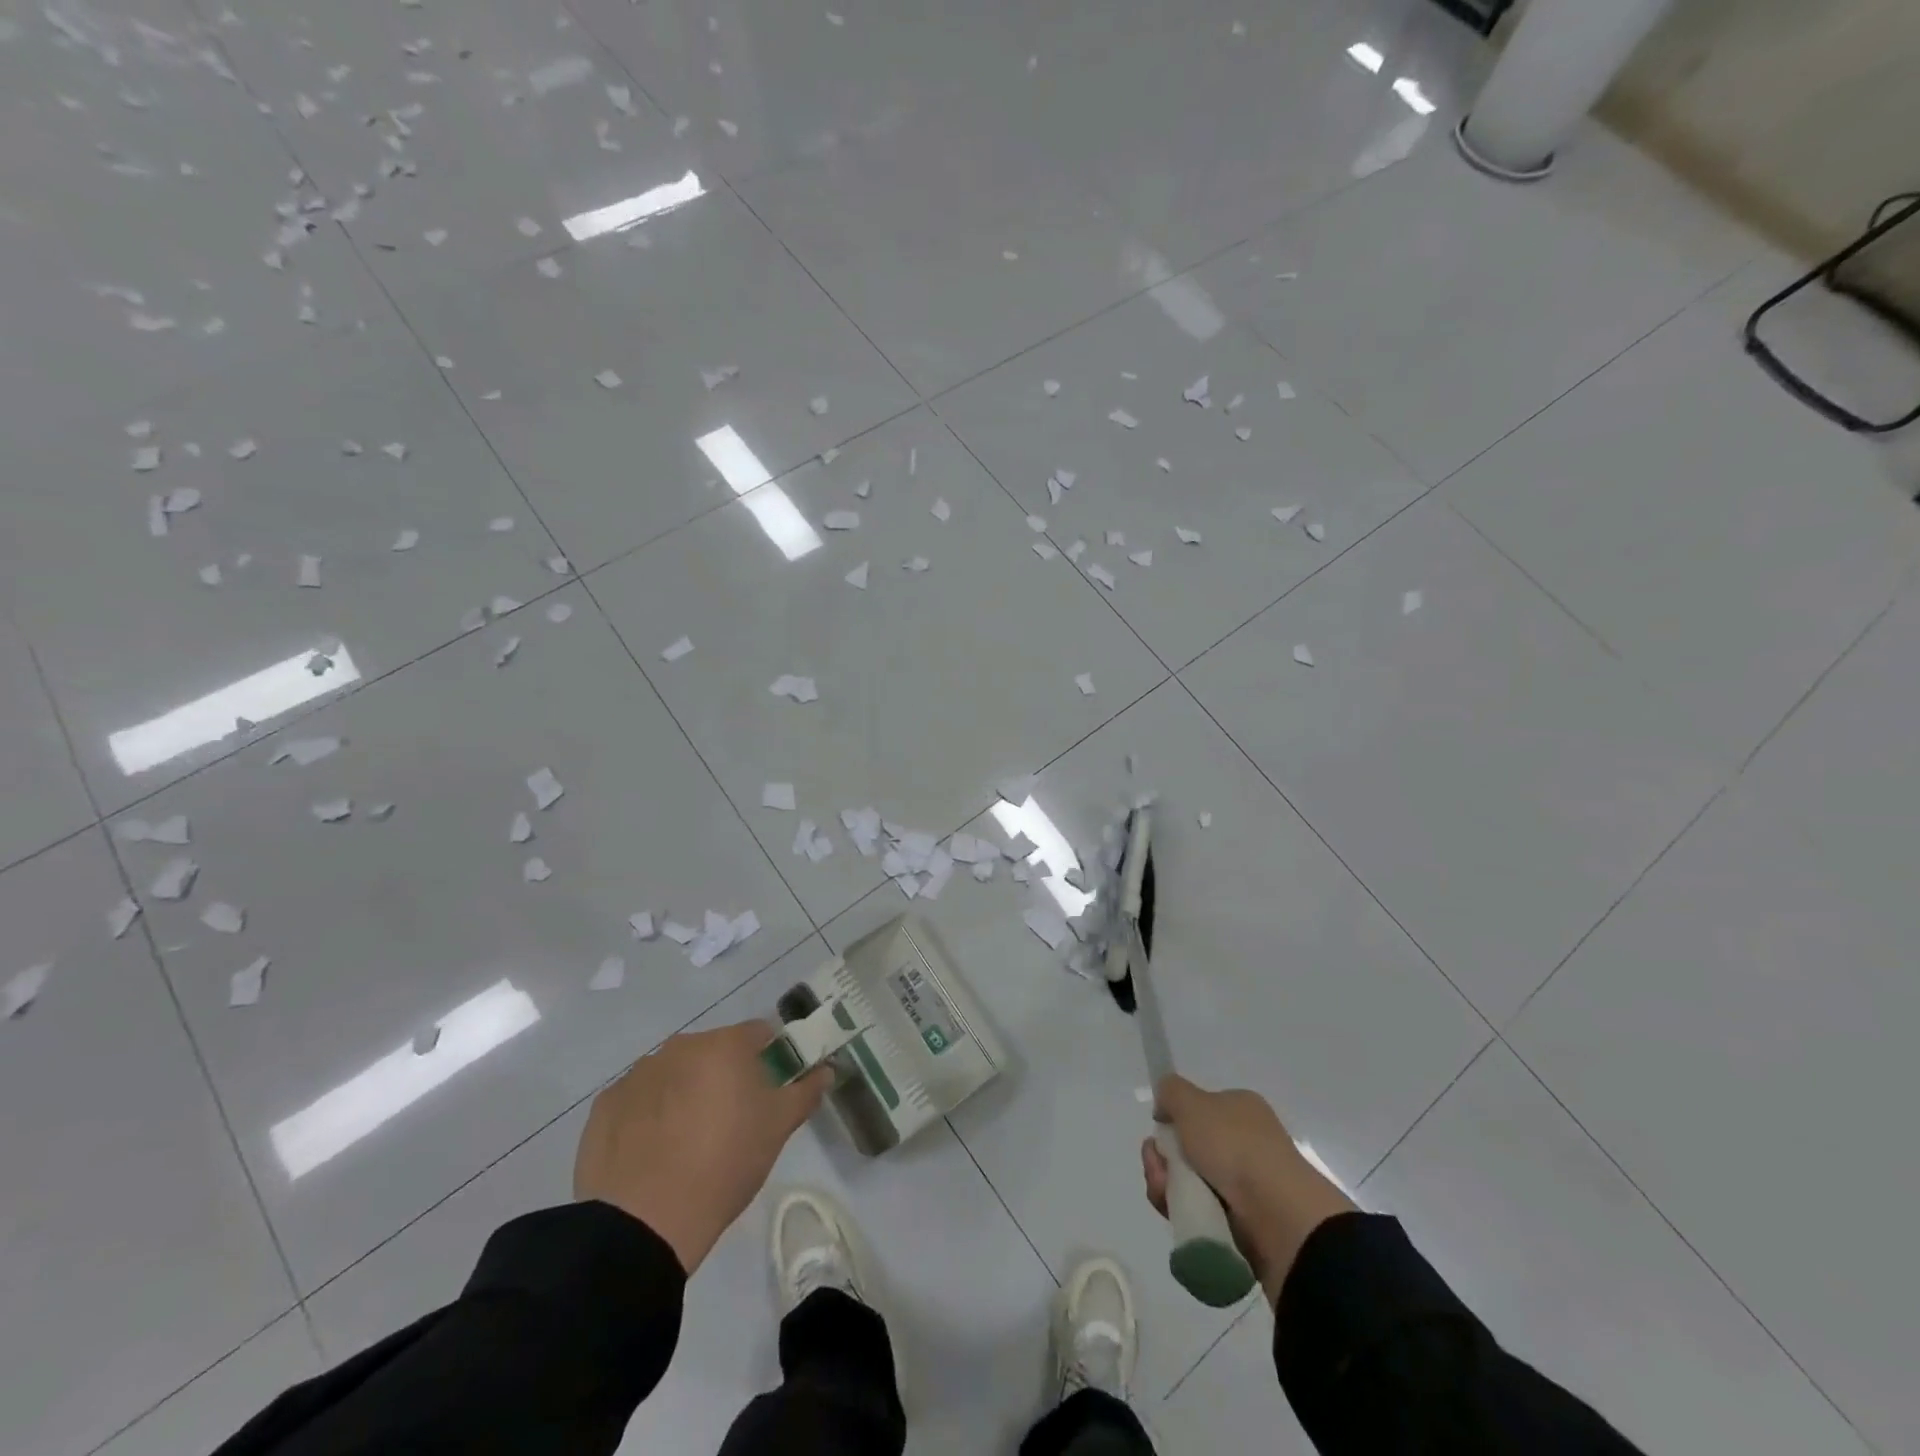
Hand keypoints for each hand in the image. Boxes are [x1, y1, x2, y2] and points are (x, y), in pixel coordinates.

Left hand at [575, 1021, 831, 1273]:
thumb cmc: (724, 1164)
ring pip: (675, 1073)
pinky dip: (649, 1114)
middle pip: (714, 1051)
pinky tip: (653, 1151)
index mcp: (724, 1044)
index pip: (760, 1034)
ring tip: (689, 1141)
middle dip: (726, 1075)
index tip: (771, 1091)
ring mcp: (637, 1073)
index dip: (771, 1058)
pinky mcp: (605, 1105)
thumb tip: (826, 1069)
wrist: (643, 1223)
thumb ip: (806, 1091)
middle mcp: (679, 1046)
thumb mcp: (778, 1128)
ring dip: (686, 1092)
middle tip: (732, 1121)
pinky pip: (639, 1099)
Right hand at [1142, 1075, 1356, 1305]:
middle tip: (1157, 1166)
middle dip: (1162, 1158)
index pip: (1196, 1111)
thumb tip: (1165, 1106)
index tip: (1158, 1131)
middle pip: (1187, 1148)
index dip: (1172, 1121)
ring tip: (1166, 1194)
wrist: (1280, 1218)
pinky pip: (1200, 1213)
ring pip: (1188, 1182)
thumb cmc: (1235, 1147)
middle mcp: (1245, 1143)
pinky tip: (1178, 1213)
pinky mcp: (1243, 1224)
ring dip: (1167, 1185)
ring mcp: (1245, 1185)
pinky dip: (1184, 1212)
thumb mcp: (1192, 1102)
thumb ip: (1171, 1091)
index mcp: (1240, 1110)